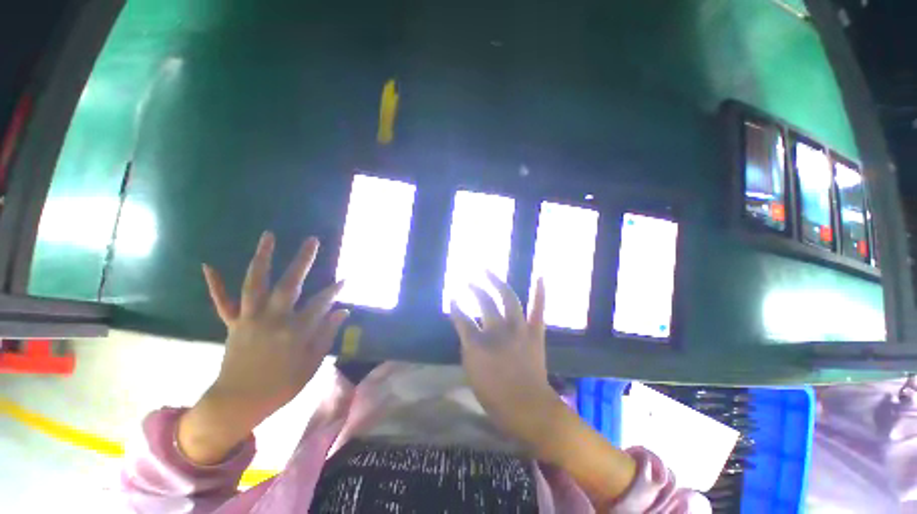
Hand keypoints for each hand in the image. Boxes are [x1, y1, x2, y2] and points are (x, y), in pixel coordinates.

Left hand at [178, 232, 347, 464]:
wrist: (238, 403)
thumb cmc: (281, 386)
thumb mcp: (311, 365)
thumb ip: (327, 335)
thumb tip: (342, 311)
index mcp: (295, 331)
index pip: (320, 303)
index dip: (335, 290)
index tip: (346, 278)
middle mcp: (272, 319)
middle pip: (289, 284)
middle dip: (303, 261)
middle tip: (312, 241)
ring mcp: (249, 319)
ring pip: (255, 283)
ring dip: (263, 258)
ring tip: (269, 236)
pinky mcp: (233, 324)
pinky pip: (223, 302)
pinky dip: (215, 284)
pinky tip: (208, 265)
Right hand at [450, 274, 637, 507]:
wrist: (528, 407)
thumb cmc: (495, 395)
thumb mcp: (471, 372)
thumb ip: (467, 347)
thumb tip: (466, 330)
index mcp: (479, 343)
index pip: (462, 318)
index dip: (456, 307)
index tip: (453, 298)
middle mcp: (498, 330)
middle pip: (484, 302)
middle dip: (475, 289)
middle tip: (469, 281)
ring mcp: (519, 328)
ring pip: (508, 298)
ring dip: (497, 282)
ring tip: (488, 271)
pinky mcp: (535, 332)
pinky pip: (538, 308)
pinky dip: (540, 292)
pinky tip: (539, 276)